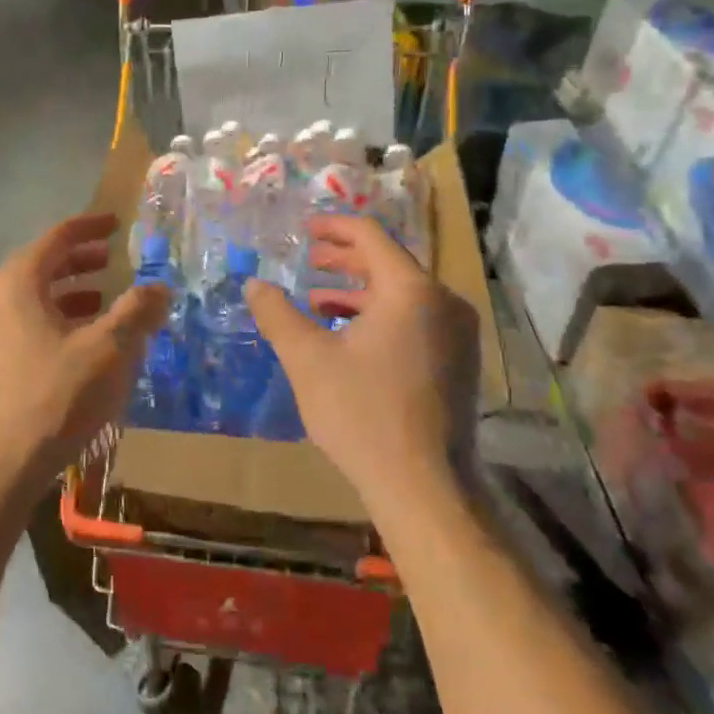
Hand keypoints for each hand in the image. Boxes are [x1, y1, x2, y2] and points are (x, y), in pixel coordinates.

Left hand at [0, 212, 170, 504]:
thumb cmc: (53, 399)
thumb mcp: (109, 352)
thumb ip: (137, 312)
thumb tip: (159, 286)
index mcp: (15, 283)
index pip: (56, 238)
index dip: (89, 227)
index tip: (115, 223)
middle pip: (38, 267)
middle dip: (77, 262)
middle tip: (110, 262)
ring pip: (26, 300)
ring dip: (64, 296)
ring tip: (99, 305)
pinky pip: (17, 327)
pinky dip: (48, 323)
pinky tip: (72, 347)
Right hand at [245, 215, 475, 519]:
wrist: (424, 485)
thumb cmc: (361, 413)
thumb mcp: (307, 359)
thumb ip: (277, 314)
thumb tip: (253, 284)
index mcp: (410, 290)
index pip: (370, 237)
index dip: (334, 228)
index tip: (305, 228)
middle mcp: (443, 302)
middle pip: (389, 263)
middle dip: (345, 260)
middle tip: (309, 259)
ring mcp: (458, 333)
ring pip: (403, 295)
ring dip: (359, 292)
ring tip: (318, 300)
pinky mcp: (460, 362)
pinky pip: (417, 320)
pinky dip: (381, 317)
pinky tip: (349, 338)